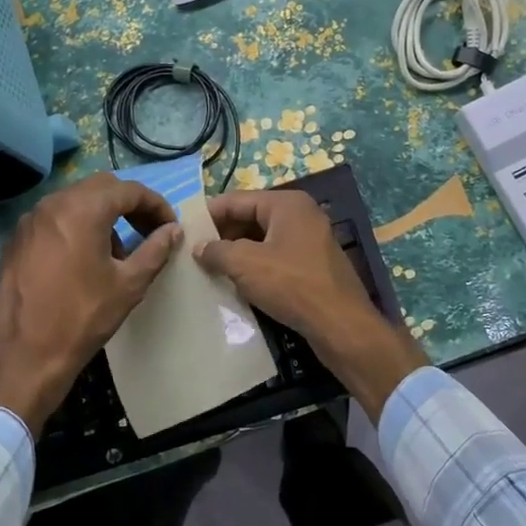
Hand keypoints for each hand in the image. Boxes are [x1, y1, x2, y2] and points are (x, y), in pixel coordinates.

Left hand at [0, 173, 181, 434]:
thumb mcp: (129, 284)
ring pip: (75, 200)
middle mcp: (53, 204)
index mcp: (83, 210)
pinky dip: (76, 226)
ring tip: (118, 250)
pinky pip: (53, 219)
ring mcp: (30, 220)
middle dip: (129, 205)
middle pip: (101, 188)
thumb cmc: (83, 317)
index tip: (169, 227)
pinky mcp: (16, 240)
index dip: (156, 205)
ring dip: (102, 214)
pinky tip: (83, 259)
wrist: (26, 355)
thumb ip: (155, 249)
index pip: (129, 190)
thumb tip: (172, 230)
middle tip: (148, 231)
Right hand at [196, 190, 427, 421]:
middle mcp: (302, 215)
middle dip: (223, 235)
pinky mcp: (315, 267)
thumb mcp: (245, 264)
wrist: (341, 326)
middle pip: (252, 218)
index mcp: (287, 204)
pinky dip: (257, 267)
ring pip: (264, 240)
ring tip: (211, 269)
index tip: (185, 229)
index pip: (238, 199)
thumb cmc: (292, 285)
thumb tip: (199, 248)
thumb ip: (217, 251)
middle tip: (195, 253)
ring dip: (238, 253)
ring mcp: (312, 241)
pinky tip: (239, 284)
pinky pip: (278, 258)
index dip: (209, 213)